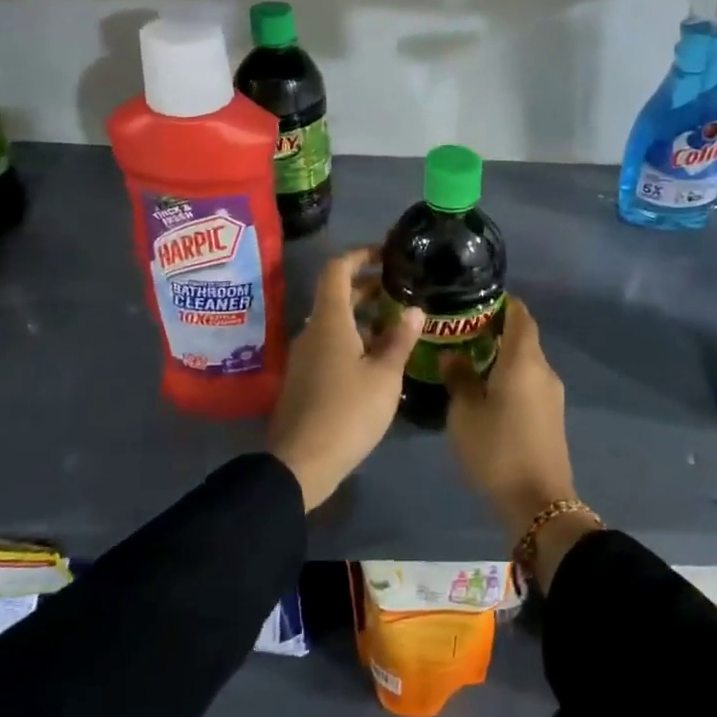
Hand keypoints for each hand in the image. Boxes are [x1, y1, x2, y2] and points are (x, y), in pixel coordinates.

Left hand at [268, 249, 422, 510]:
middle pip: (336, 295)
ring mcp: (305, 356)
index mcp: (330, 321)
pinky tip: (377, 358)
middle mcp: (312, 331)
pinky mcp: (304, 379)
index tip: (385, 254)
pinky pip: (329, 344)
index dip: (360, 255)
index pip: (337, 269)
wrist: (301, 463)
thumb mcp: (385, 376)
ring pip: (334, 322)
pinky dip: (353, 338)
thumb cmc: (348, 412)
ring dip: (362, 316)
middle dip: (367, 287)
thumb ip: (400, 339)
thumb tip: (414, 310)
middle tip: (400, 289)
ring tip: (396, 324)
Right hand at [442, 296, 575, 539]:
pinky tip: (486, 389)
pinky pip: (530, 383)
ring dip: (502, 356)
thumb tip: (453, 355)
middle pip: (523, 338)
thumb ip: (459, 379)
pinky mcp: (551, 416)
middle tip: (461, 331)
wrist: (538, 503)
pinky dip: (510, 376)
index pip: (520, 315)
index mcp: (524, 361)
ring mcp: (552, 395)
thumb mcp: (465, 414)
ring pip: (526, 362)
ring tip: (468, 360)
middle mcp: (543, 370)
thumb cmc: (497, 450)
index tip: (475, 301)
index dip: (502, 303)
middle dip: (496, 330)